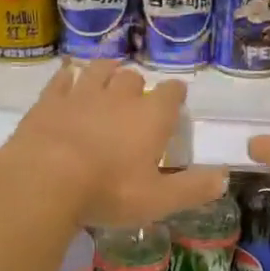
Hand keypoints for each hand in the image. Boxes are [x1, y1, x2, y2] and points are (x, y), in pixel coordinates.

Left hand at [0, 61, 228, 225]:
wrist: (45, 179)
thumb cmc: (109, 191)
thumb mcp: (159, 200)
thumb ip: (193, 188)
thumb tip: (224, 178)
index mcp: (151, 117)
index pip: (171, 93)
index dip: (175, 94)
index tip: (176, 99)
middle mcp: (119, 97)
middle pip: (133, 78)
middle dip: (138, 85)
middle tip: (136, 101)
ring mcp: (81, 95)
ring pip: (99, 70)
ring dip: (106, 72)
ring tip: (107, 79)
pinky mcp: (49, 101)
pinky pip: (62, 79)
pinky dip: (68, 77)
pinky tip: (68, 80)